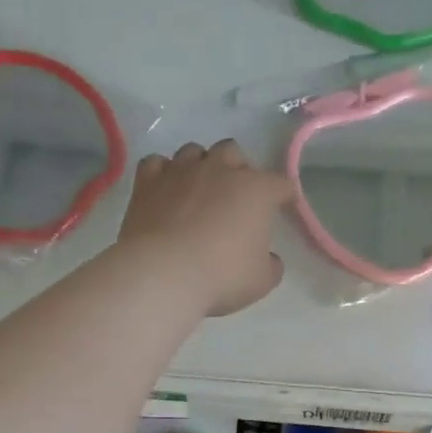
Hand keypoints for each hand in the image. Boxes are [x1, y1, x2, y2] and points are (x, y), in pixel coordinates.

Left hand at [119, 140, 292, 315]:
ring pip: (194, 152)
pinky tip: (164, 190)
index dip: (284, 196)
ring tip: (197, 190)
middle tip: (233, 197)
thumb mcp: (261, 281)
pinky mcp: (148, 181)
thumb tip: (268, 258)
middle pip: (233, 153)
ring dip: (199, 166)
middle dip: (236, 169)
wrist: (163, 274)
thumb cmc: (221, 276)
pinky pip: (156, 163)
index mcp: (256, 190)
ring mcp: (181, 171)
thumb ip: (270, 264)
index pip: (280, 184)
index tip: (282, 208)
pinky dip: (163, 173)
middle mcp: (220, 170)